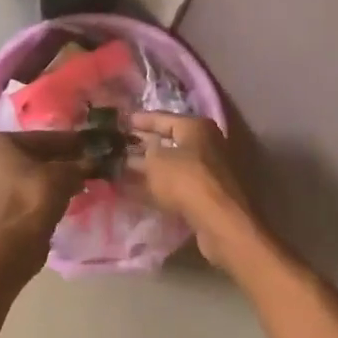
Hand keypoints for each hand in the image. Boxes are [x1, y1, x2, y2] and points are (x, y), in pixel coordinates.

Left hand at [0, 131, 90, 252]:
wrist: (17, 240)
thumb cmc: (36, 194)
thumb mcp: (66, 173)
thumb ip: (79, 164)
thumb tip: (94, 162)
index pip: (38, 138)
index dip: (66, 142)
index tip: (85, 145)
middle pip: (28, 156)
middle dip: (55, 160)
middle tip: (82, 162)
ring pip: (23, 174)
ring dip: (47, 177)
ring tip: (76, 179)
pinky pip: (18, 191)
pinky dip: (37, 191)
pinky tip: (62, 194)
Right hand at [127, 113, 261, 270]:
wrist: (218, 220)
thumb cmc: (186, 180)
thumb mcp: (155, 161)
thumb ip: (143, 154)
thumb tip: (136, 153)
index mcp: (196, 127)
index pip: (163, 117)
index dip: (140, 120)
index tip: (121, 122)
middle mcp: (207, 143)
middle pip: (169, 141)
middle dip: (144, 144)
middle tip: (119, 146)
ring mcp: (208, 170)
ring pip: (172, 164)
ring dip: (150, 167)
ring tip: (122, 168)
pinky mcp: (207, 193)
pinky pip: (176, 183)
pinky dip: (159, 185)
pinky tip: (137, 190)